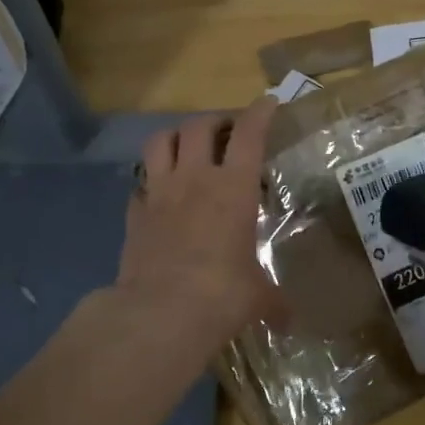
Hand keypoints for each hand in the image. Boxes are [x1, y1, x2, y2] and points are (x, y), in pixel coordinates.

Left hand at [107, 97, 281, 369]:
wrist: (161, 312)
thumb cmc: (223, 295)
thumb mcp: (259, 297)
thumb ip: (274, 301)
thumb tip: (289, 322)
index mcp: (234, 188)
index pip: (249, 134)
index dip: (260, 112)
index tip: (268, 102)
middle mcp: (196, 179)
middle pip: (199, 126)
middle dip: (215, 120)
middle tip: (226, 130)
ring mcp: (159, 193)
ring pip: (160, 141)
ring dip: (176, 136)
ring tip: (187, 146)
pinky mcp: (134, 214)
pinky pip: (140, 184)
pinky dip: (151, 181)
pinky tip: (159, 194)